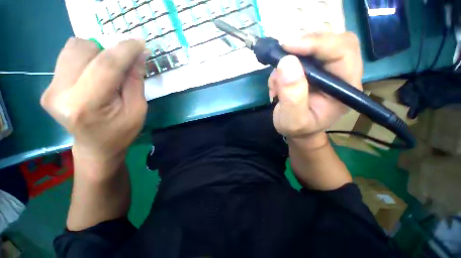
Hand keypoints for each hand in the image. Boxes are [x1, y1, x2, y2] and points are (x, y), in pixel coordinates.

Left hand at [41, 38, 148, 163]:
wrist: (96, 147)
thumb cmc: (122, 131)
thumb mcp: (138, 109)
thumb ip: (135, 80)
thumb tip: (139, 55)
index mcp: (87, 104)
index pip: (106, 65)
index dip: (125, 50)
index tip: (140, 42)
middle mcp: (60, 93)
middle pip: (84, 49)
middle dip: (108, 51)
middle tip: (123, 65)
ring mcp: (50, 89)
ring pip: (73, 48)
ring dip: (96, 53)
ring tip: (107, 72)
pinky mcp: (48, 87)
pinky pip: (67, 57)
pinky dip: (85, 59)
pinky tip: (93, 75)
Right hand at [268, 33, 362, 146]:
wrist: (298, 130)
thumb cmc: (299, 129)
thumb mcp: (293, 119)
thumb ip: (292, 96)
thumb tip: (286, 62)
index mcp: (345, 86)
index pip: (342, 51)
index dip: (317, 43)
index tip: (288, 46)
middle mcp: (341, 72)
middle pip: (333, 38)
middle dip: (305, 41)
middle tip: (282, 52)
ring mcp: (326, 68)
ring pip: (316, 41)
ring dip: (292, 54)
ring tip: (277, 79)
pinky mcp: (313, 68)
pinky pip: (299, 53)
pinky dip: (283, 64)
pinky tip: (276, 83)